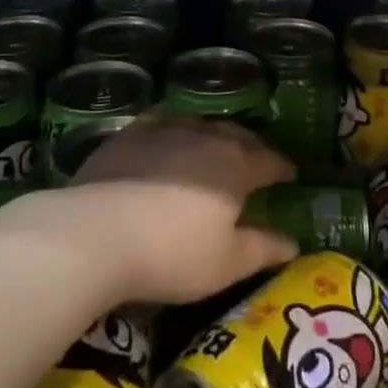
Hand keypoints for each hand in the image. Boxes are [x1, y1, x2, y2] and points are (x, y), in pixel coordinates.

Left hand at [65, 115, 297, 303]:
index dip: (282, 168)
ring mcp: (164, 130)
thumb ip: (263, 249)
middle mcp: (205, 137)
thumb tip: (293, 242)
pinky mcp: (129, 135)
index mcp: (236, 166)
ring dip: (213, 135)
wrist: (95, 234)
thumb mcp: (226, 263)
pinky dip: (174, 130)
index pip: (269, 160)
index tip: (290, 175)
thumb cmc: (171, 254)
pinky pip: (162, 123)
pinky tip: (169, 139)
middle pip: (236, 136)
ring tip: (214, 148)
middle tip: (256, 161)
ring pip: (200, 125)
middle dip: (251, 147)